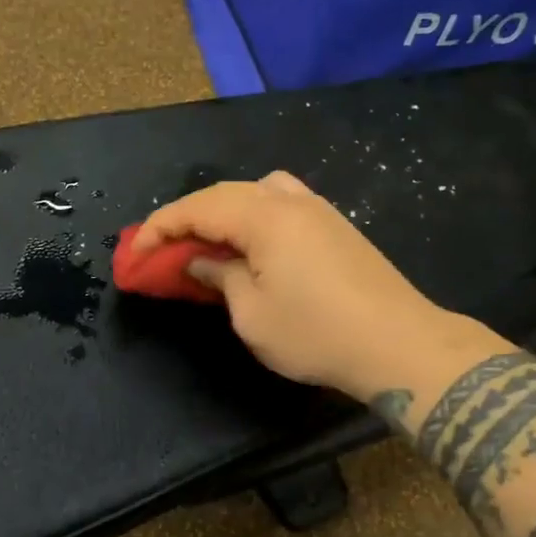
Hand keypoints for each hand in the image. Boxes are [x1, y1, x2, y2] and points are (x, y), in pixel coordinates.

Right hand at [135, 171, 465, 399]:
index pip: (198, 208)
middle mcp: (290, 201)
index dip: (160, 227)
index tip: (135, 252)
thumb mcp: (252, 314)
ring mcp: (319, 209)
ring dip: (223, 212)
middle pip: (225, 194)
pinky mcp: (336, 225)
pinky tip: (253, 244)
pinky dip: (254, 216)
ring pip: (256, 192)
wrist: (399, 343)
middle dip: (188, 218)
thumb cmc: (316, 333)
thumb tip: (203, 262)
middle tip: (163, 248)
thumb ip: (220, 278)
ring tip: (208, 243)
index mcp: (264, 217)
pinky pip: (282, 204)